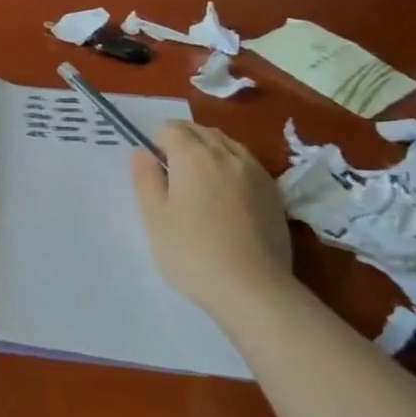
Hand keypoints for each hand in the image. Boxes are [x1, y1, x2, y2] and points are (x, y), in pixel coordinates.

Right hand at [131, 121, 292, 317]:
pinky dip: (231, 164)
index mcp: (192, 156)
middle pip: (200, 131)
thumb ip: (145, 179)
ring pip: (227, 143)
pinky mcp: (274, 192)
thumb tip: (141, 153)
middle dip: (182, 139)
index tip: (152, 166)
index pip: (170, 128)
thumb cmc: (192, 252)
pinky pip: (247, 162)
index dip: (156, 141)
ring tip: (198, 178)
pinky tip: (227, 191)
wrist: (253, 288)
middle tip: (170, 170)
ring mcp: (255, 171)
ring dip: (209, 148)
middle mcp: (226, 154)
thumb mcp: (154, 218)